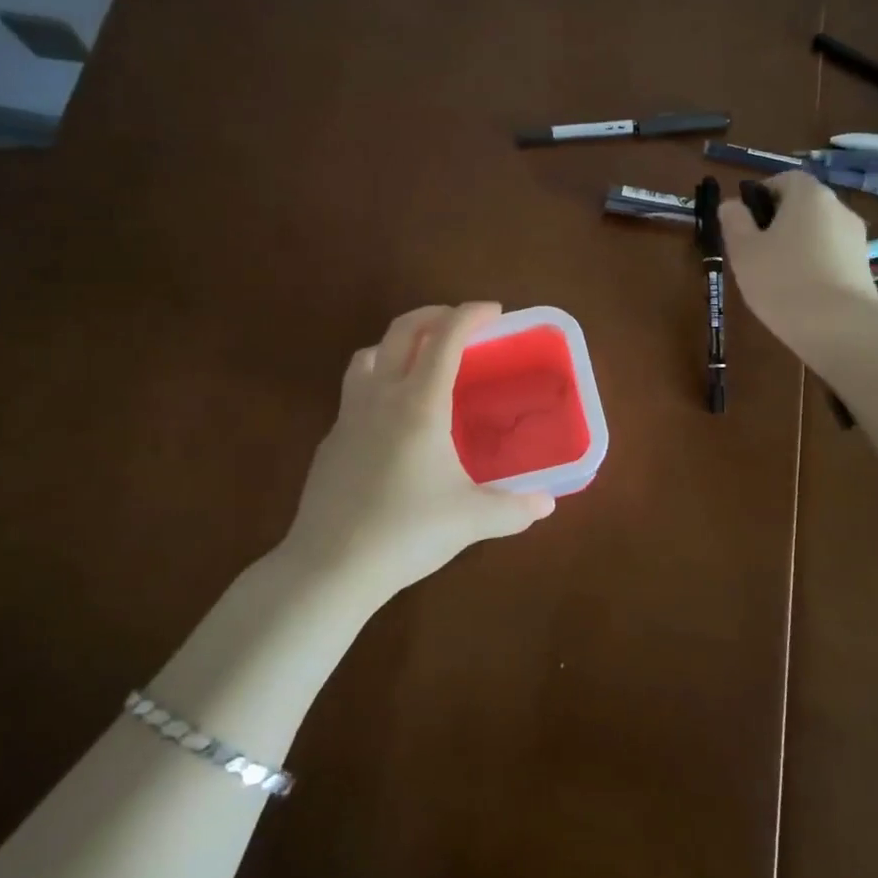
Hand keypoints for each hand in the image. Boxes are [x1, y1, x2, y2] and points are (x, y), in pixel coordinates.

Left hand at [281, 303, 554, 597]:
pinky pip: (353, 394)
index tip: (494, 311)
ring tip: (418, 361)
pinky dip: (376, 385)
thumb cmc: (406, 532)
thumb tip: (547, 505)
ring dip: (396, 344)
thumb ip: (513, 509)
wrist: (330, 566)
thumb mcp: (470, 520)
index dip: (471, 315)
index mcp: (419, 403)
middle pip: (403, 331)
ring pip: (368, 356)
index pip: (446, 338)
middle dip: (433, 315)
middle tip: (460, 322)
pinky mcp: (331, 442)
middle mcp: (381, 397)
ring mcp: (349, 417)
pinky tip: (390, 421)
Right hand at [720, 173, 877, 345]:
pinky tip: (799, 292)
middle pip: (803, 205)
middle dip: (778, 222)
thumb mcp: (743, 250)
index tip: (743, 221)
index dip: (761, 195)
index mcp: (809, 195)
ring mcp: (856, 238)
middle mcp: (838, 208)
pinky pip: (831, 256)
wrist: (839, 328)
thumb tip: (732, 204)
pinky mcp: (864, 267)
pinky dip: (814, 265)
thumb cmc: (782, 280)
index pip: (784, 178)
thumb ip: (734, 221)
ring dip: (797, 245)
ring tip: (775, 276)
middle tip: (754, 251)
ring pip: (817, 232)